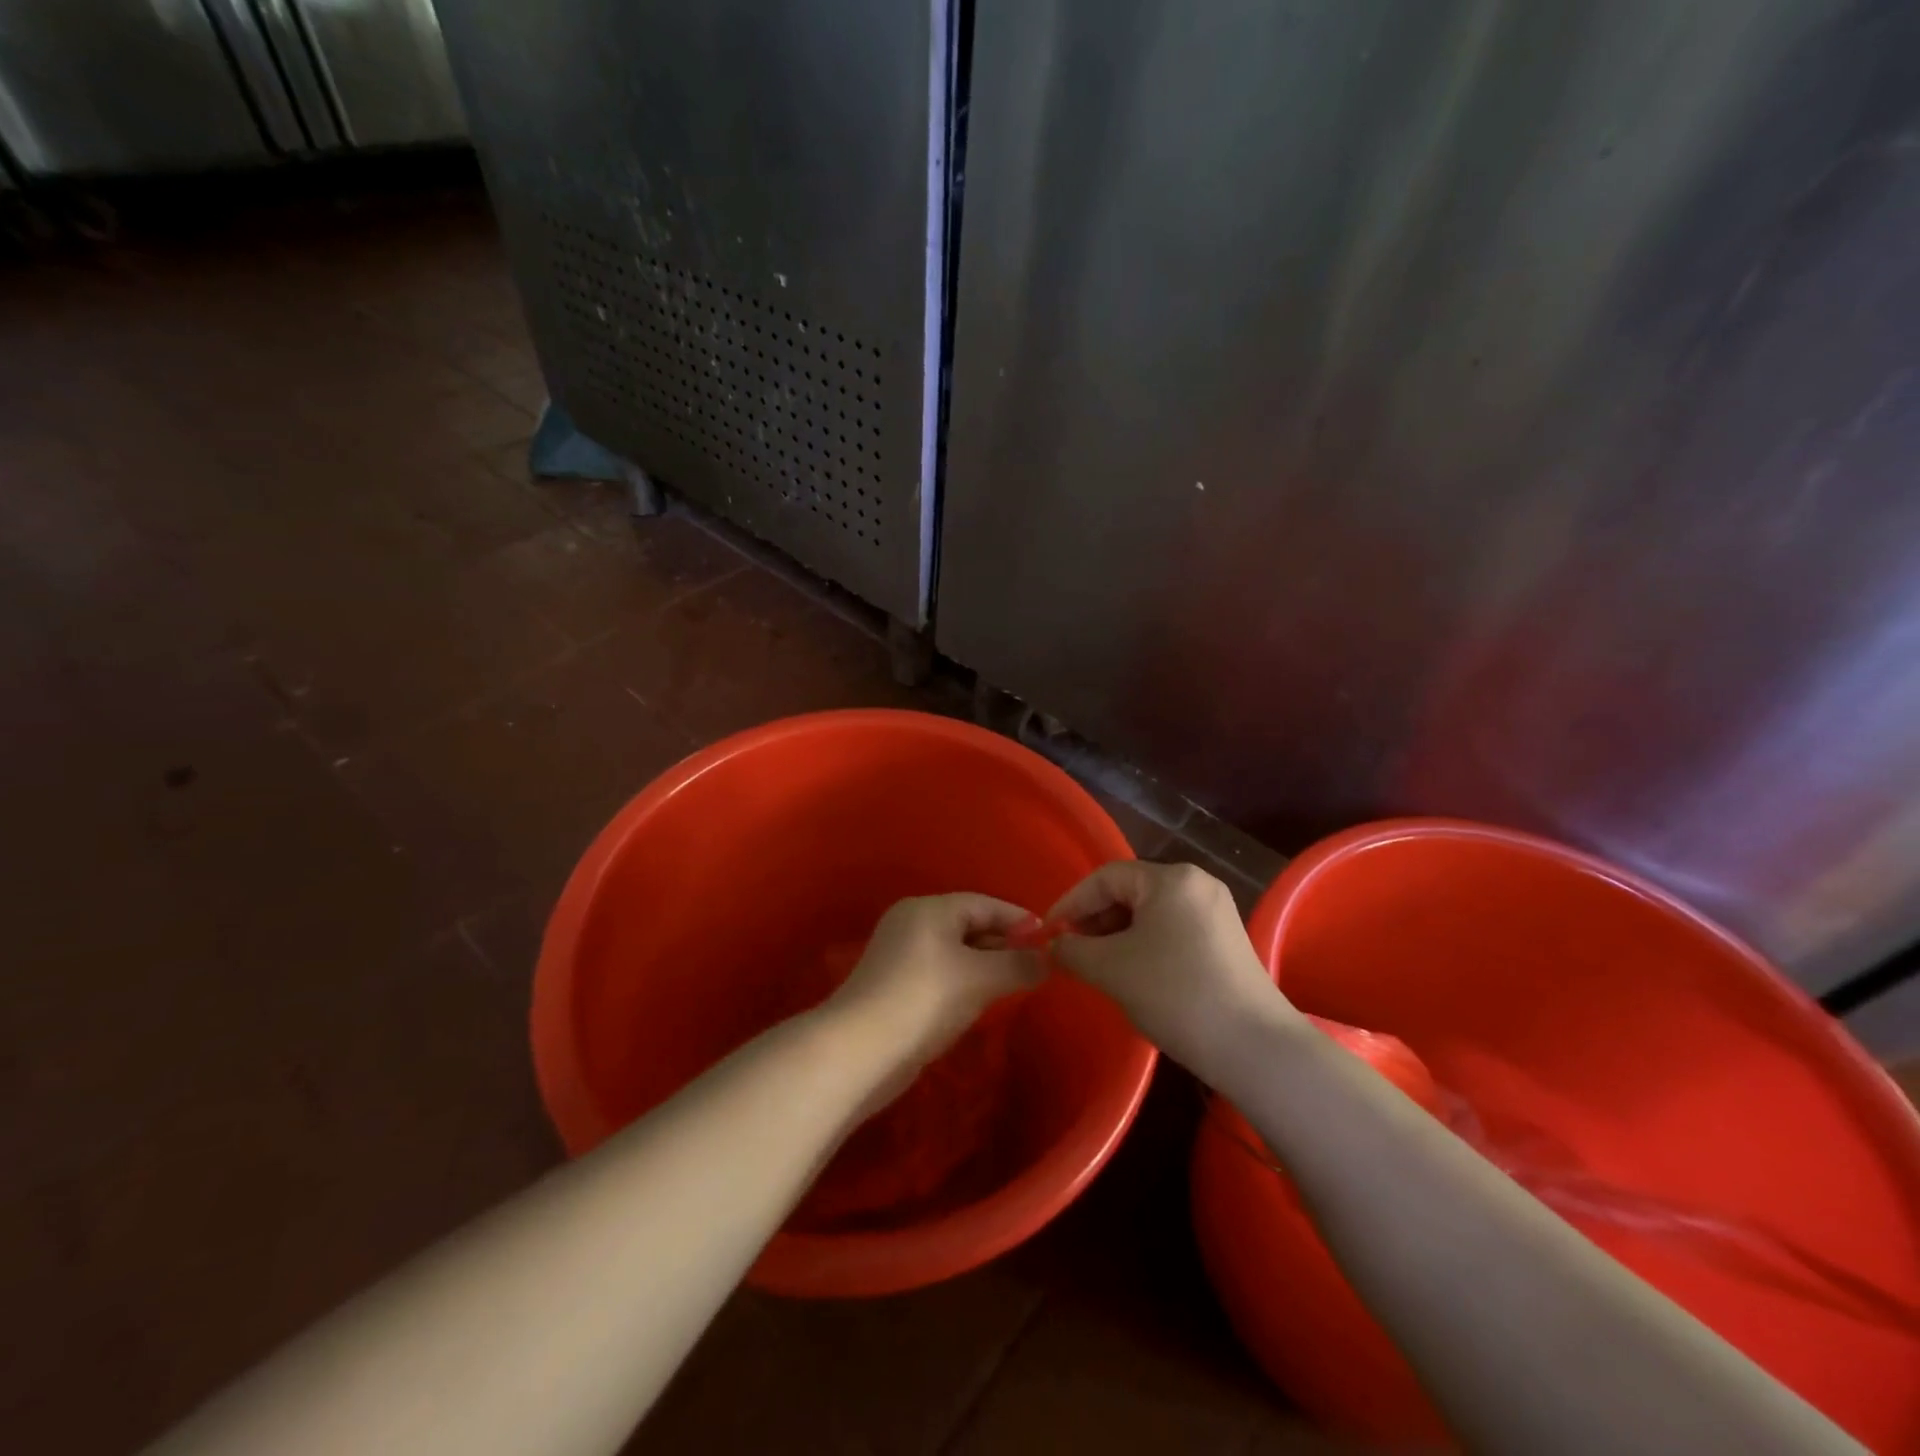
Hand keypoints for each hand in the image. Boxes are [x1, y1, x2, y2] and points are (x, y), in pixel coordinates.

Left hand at [825, 893, 1045, 1096]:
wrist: (861, 1051)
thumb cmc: (925, 999)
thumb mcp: (980, 978)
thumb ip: (1018, 964)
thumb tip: (1047, 959)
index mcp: (928, 909)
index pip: (984, 904)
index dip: (1018, 919)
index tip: (1050, 938)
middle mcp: (912, 924)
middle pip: (969, 925)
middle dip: (1004, 943)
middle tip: (1038, 964)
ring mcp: (901, 956)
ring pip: (956, 952)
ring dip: (986, 965)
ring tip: (1017, 982)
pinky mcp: (896, 986)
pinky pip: (942, 973)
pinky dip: (965, 981)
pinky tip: (982, 1001)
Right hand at [1045, 861, 1301, 1079]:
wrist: (1255, 1048)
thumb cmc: (1176, 994)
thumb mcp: (1111, 969)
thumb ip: (1073, 950)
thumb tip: (1055, 945)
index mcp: (1171, 878)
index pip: (1105, 878)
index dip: (1071, 903)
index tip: (1048, 934)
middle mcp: (1196, 883)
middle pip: (1129, 892)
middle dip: (1094, 920)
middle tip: (1072, 952)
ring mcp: (1216, 911)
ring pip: (1150, 913)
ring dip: (1117, 935)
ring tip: (1098, 967)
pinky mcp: (1226, 940)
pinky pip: (1171, 929)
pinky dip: (1144, 945)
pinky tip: (1133, 974)